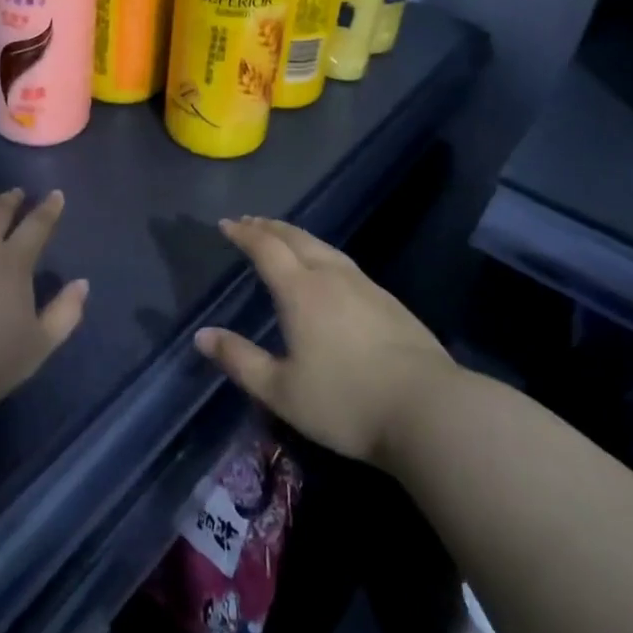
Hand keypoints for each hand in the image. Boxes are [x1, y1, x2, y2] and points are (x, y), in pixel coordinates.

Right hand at [195, 217, 455, 466]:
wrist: (429, 411)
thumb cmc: (346, 402)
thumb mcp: (281, 390)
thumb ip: (239, 360)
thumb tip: (202, 335)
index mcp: (300, 291)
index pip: (265, 248)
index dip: (243, 234)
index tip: (226, 224)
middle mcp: (330, 276)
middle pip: (295, 238)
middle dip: (268, 227)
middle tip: (249, 222)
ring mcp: (364, 285)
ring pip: (323, 246)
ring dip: (296, 236)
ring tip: (283, 236)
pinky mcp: (389, 301)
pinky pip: (344, 261)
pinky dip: (322, 252)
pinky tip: (327, 268)